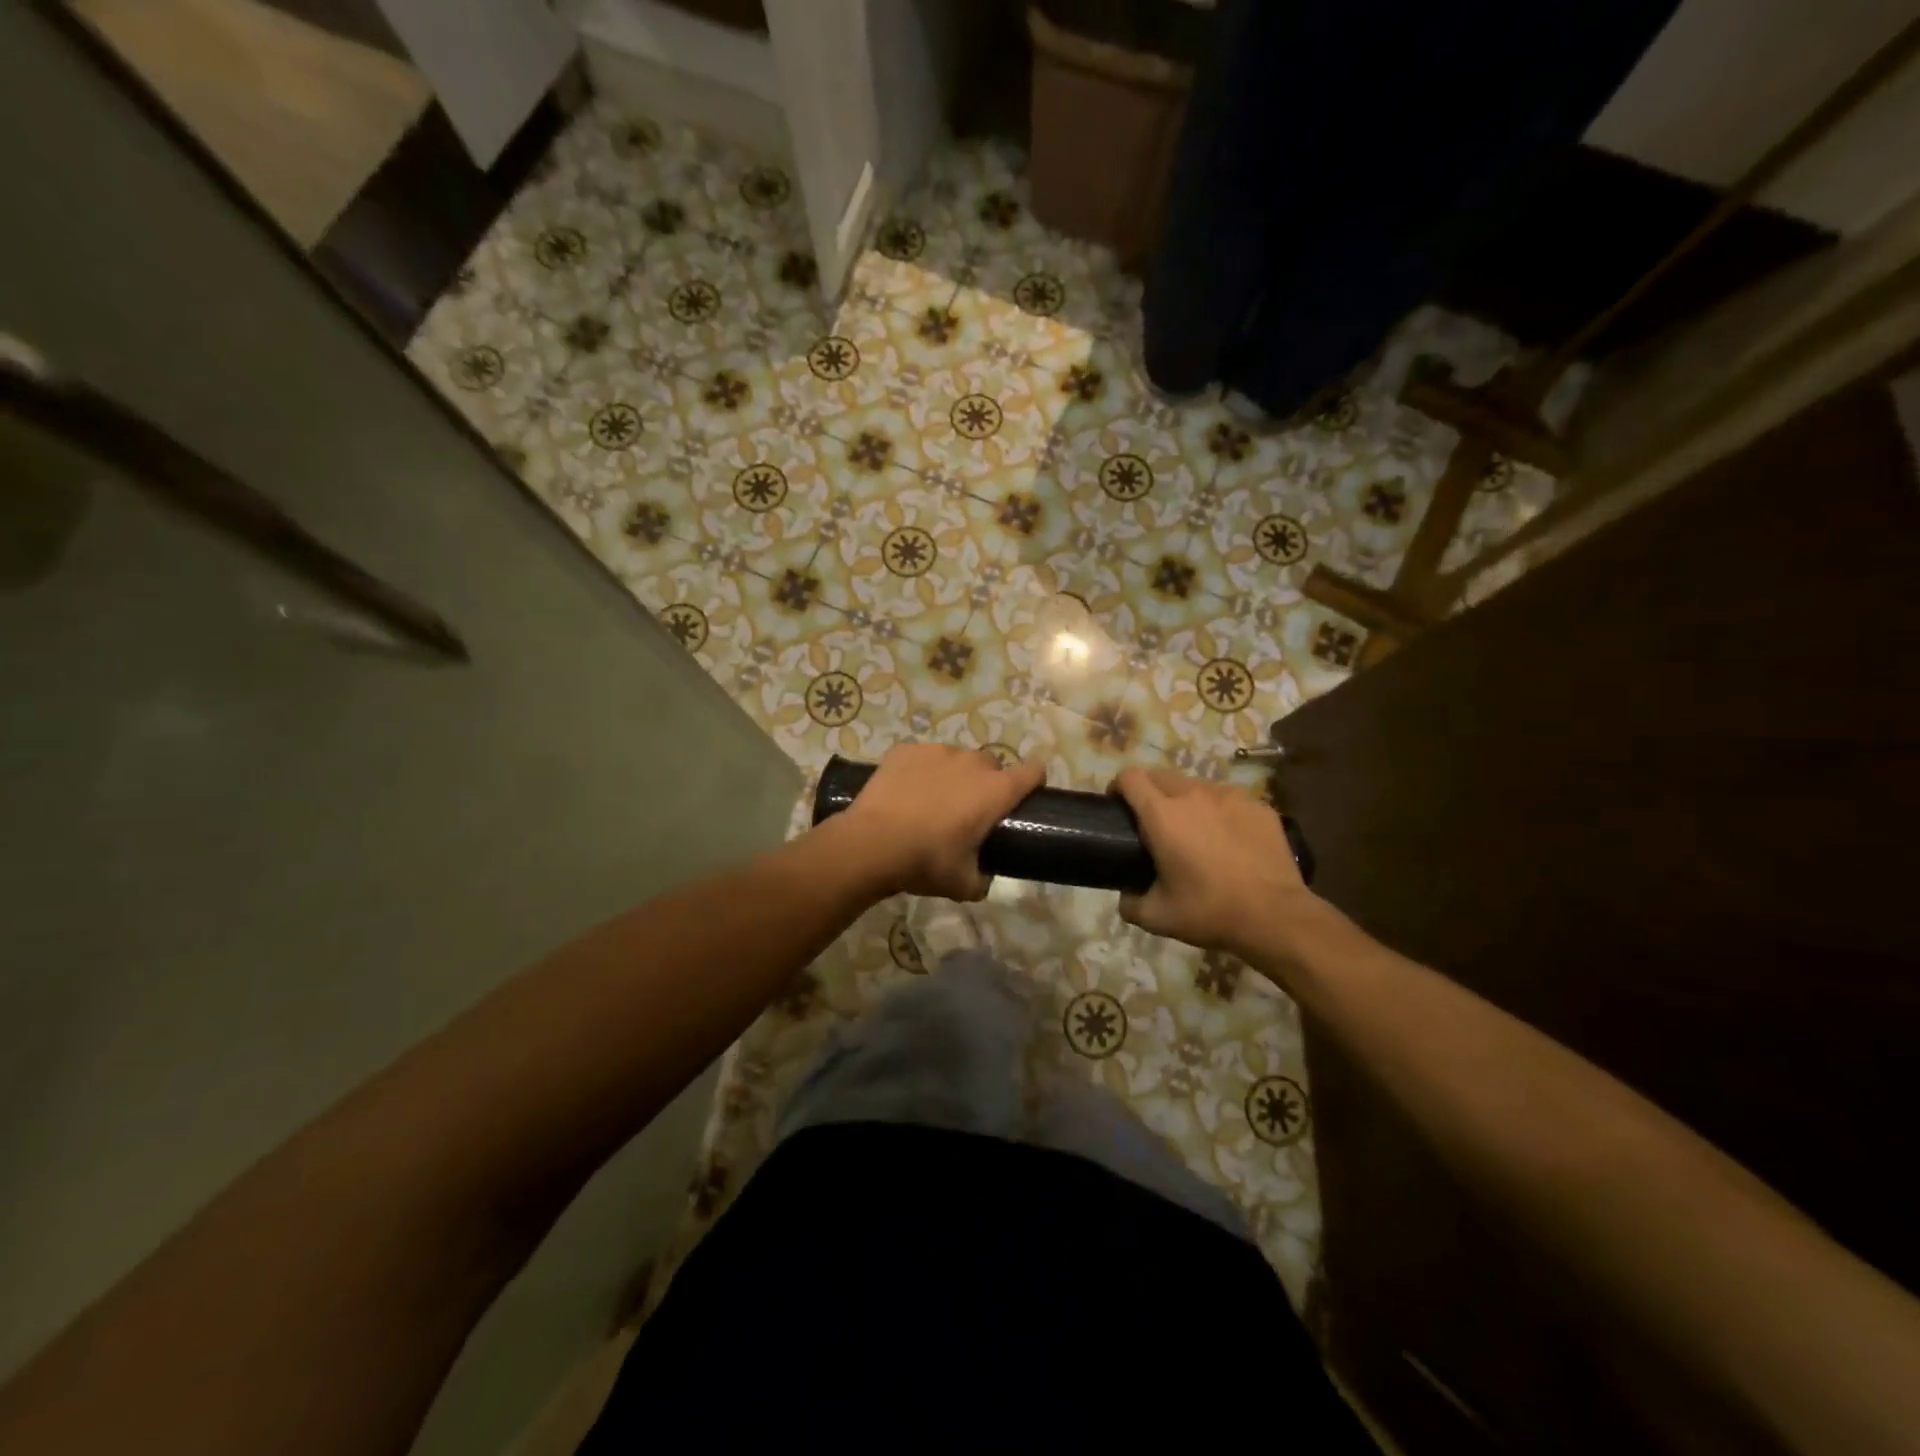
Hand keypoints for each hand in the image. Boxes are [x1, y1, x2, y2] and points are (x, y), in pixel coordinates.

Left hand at [839, 744, 1045, 900]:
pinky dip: (921, 771)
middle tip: (968, 812)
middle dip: (987, 784)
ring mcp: (938, 751)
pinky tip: (906, 793)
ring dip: (953, 776)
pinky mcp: (907, 749)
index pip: (1034, 771)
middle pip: (992, 765)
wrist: (870, 844)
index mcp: (996, 791)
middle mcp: (972, 762)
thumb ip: (982, 879)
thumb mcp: (963, 884)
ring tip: (932, 802)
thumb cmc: (925, 862)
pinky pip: (924, 757)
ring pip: (957, 759)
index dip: (1034, 782)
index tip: (1024, 799)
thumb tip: (983, 879)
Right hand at [1111, 767, 1316, 952]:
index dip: (1117, 788)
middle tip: (1151, 822)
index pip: (1130, 778)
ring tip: (1192, 830)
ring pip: (1196, 785)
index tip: (1116, 806)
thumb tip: (1126, 895)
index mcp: (1162, 814)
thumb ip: (1130, 903)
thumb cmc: (1209, 912)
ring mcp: (1230, 796)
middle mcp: (1193, 794)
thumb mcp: (1157, 917)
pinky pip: (1228, 799)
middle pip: (1160, 775)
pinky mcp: (1258, 806)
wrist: (1275, 917)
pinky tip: (1227, 839)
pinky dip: (1218, 811)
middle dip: (1148, 790)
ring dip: (1184, 799)